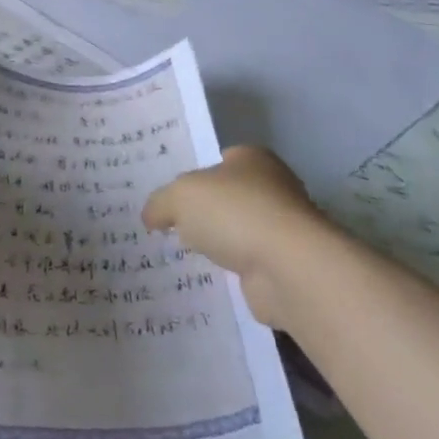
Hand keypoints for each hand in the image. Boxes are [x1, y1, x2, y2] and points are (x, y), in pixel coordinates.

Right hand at [143, 146, 325, 327]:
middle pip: (228, 197)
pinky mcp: (283, 266)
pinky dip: (231, 272)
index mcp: (252, 158)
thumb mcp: (181, 197)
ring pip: (238, 232)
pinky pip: (247, 264)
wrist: (287, 269)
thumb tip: (151, 216)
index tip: (170, 195)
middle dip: (204, 212)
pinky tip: (207, 279)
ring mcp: (281, 229)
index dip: (193, 175)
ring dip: (218, 244)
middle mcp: (272, 188)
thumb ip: (160, 202)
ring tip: (181, 256)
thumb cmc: (235, 213)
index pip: (218, 160)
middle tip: (168, 226)